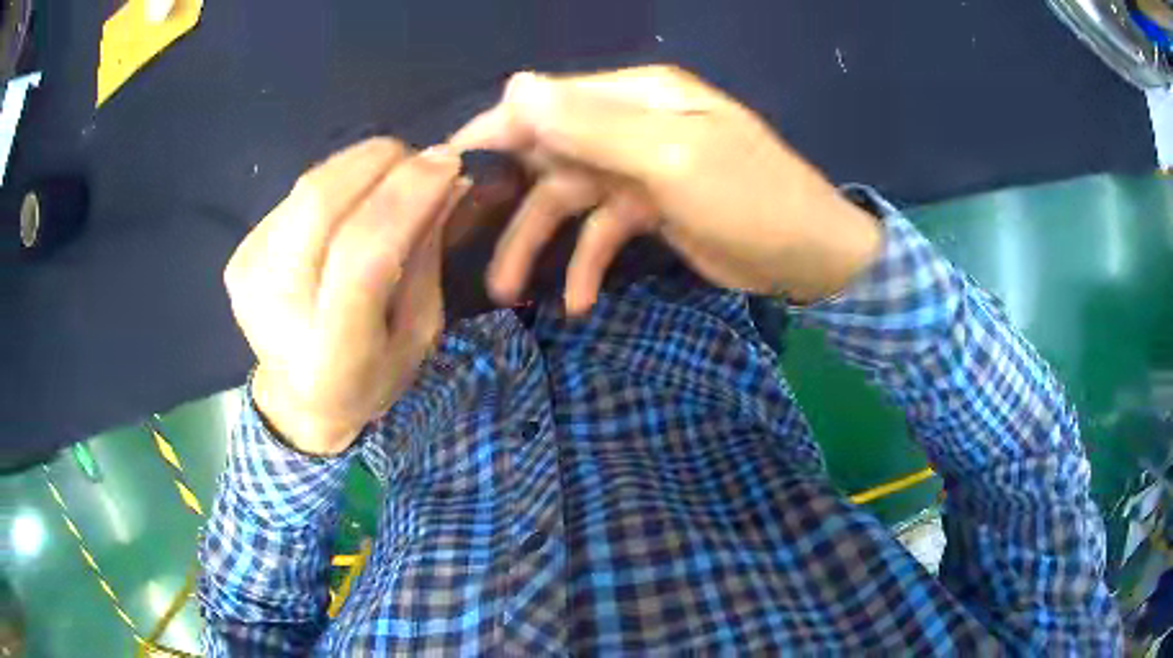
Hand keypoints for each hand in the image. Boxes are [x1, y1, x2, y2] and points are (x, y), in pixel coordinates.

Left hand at [224, 138, 464, 455]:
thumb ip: (426, 257)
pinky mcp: (239, 256)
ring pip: (308, 188)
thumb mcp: (418, 334)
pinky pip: (296, 195)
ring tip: (393, 172)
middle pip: (321, 203)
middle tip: (420, 160)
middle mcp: (277, 311)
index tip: (447, 162)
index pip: (361, 253)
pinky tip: (354, 197)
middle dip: (381, 163)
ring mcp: (250, 279)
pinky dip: (337, 181)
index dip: (406, 195)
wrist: (299, 399)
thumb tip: (447, 181)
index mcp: (331, 352)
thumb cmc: (370, 378)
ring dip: (360, 164)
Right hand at [448, 66, 882, 312]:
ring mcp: (640, 168)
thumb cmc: (751, 200)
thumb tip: (515, 85)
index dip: (495, 132)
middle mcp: (632, 125)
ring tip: (510, 293)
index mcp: (637, 97)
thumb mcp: (672, 159)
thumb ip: (593, 125)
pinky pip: (602, 232)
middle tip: (466, 244)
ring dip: (540, 245)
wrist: (811, 257)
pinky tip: (577, 303)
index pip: (549, 103)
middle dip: (509, 200)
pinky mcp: (650, 209)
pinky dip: (587, 265)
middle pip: (551, 154)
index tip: (446, 170)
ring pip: (570, 200)